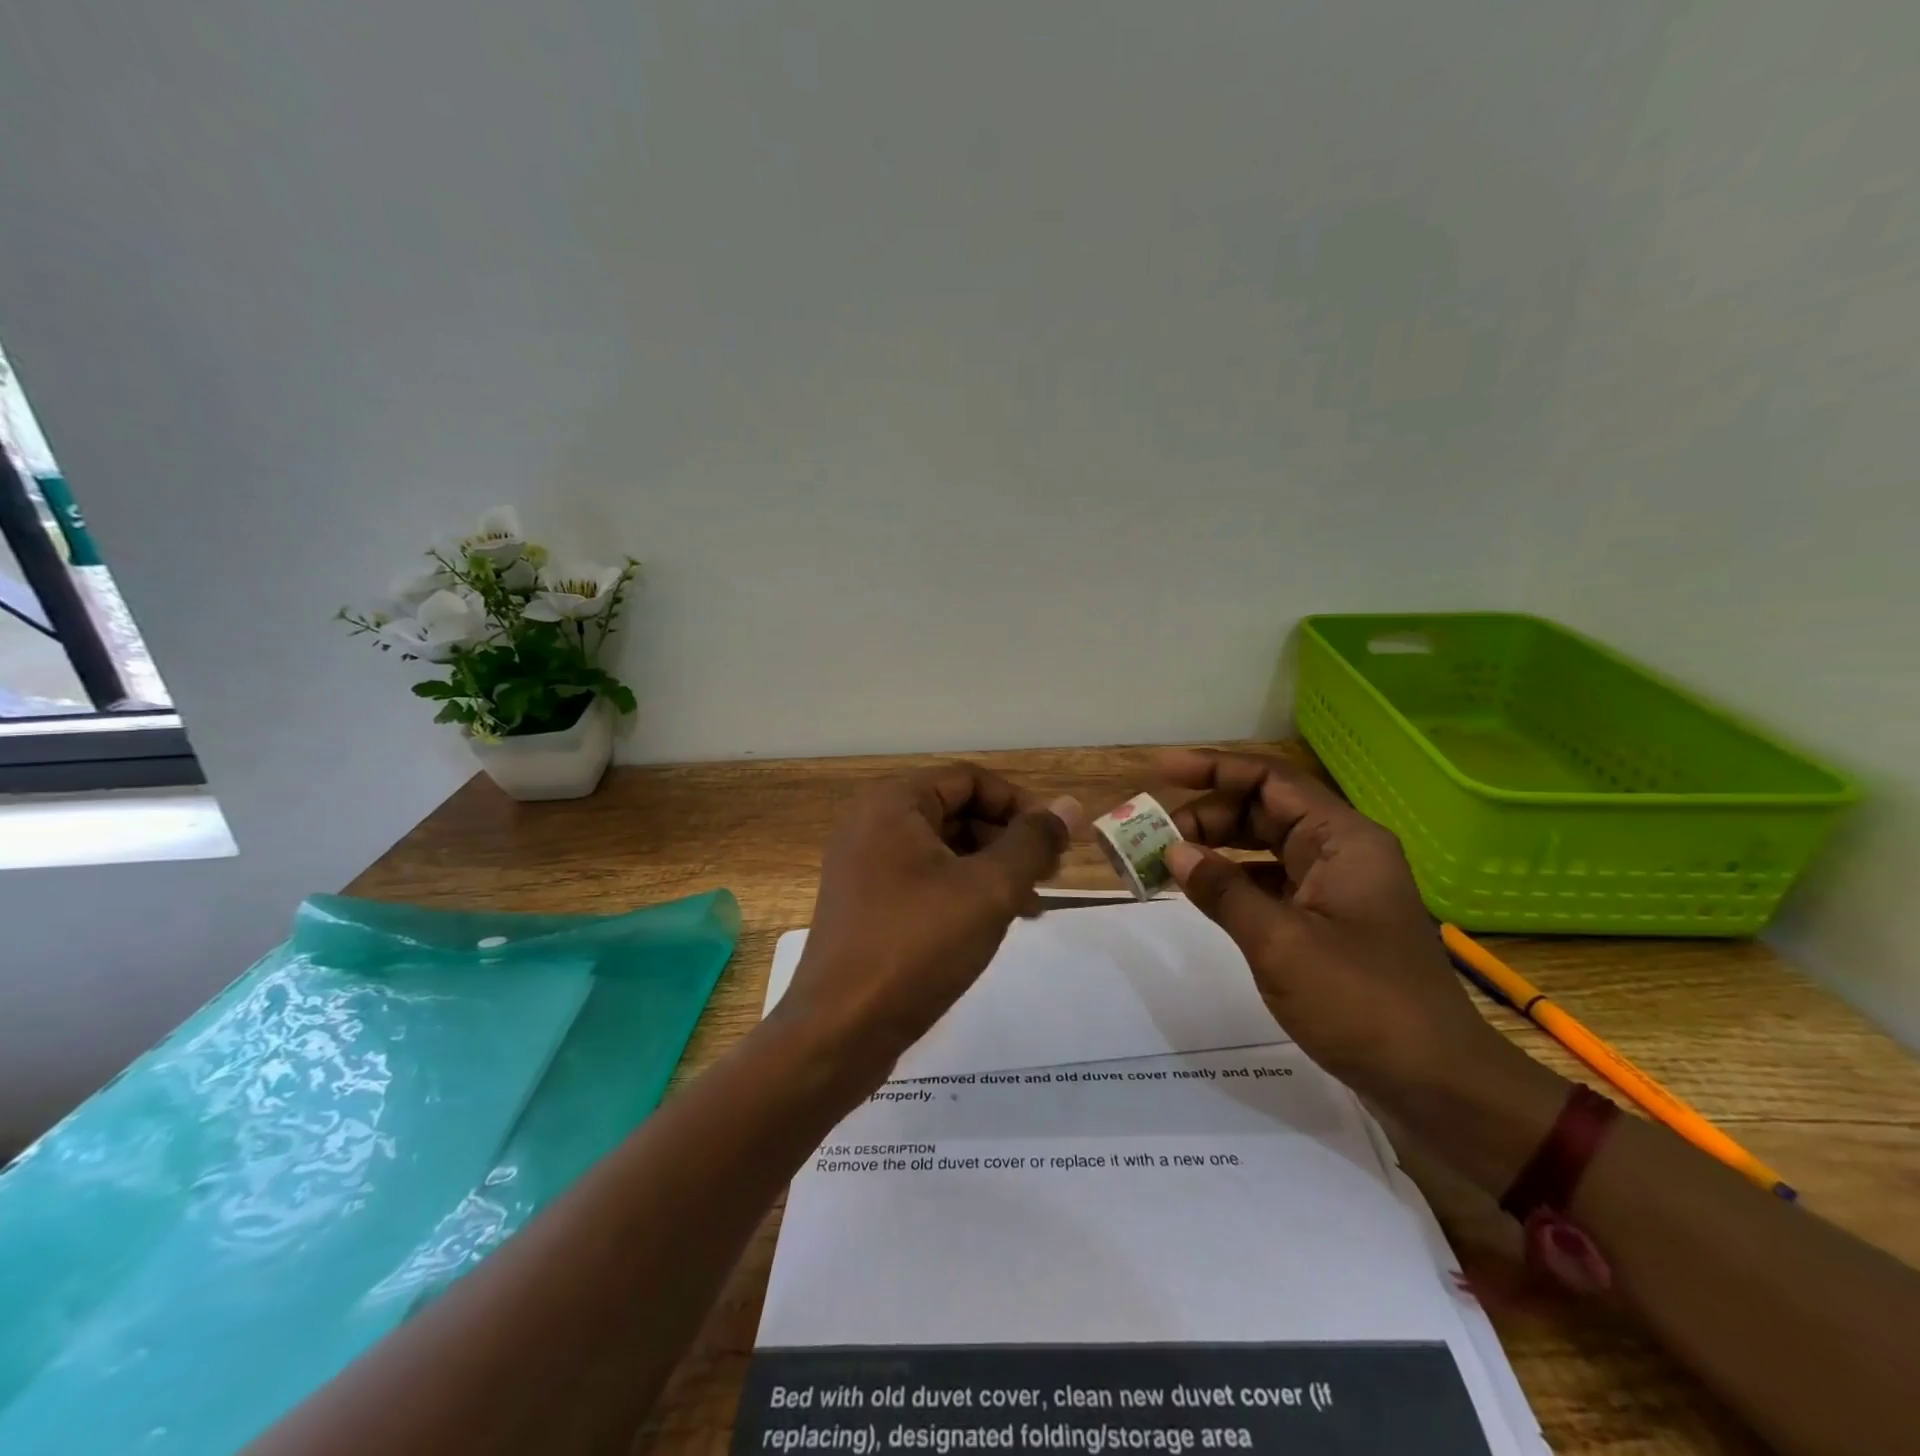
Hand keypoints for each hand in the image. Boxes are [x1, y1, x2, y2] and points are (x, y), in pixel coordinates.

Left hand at [775, 764, 1082, 1081]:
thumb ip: (1033, 843)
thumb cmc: (917, 946)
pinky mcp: (866, 905)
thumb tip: (1071, 806)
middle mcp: (872, 825)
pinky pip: (923, 880)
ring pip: (943, 850)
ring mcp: (864, 867)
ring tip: (1030, 904)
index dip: (1020, 805)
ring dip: (990, 868)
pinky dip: (962, 891)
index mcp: (894, 804)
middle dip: (1008, 839)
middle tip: (1049, 875)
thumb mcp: (989, 889)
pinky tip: (993, 922)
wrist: (839, 1032)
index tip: (1056, 842)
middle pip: (956, 811)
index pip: (971, 780)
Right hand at [1155, 748, 1520, 1106]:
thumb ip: (1223, 890)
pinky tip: (1201, 892)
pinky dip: (1234, 881)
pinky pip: (1271, 882)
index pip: (1270, 780)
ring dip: (1216, 848)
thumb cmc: (1362, 1003)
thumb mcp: (1280, 943)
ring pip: (1265, 846)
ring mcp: (1337, 887)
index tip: (1161, 769)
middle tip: (1152, 836)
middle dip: (1206, 815)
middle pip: (1264, 809)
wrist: (1437, 1085)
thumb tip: (1174, 851)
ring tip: (1165, 860)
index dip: (1214, 768)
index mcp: (1343, 840)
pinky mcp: (1329, 921)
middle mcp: (1341, 851)